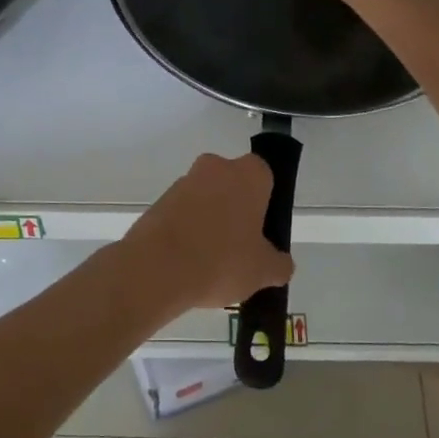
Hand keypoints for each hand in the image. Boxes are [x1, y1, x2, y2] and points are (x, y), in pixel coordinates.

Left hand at [125, 153, 291, 311]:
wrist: (157, 268)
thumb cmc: (222, 260)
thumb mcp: (263, 271)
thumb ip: (279, 264)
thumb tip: (281, 264)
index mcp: (248, 174)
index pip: (266, 177)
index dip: (266, 205)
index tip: (264, 233)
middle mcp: (216, 167)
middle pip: (234, 187)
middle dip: (237, 213)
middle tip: (241, 250)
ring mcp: (184, 182)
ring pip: (207, 200)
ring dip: (211, 222)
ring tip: (212, 264)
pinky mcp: (160, 200)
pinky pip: (183, 214)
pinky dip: (188, 231)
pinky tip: (189, 264)